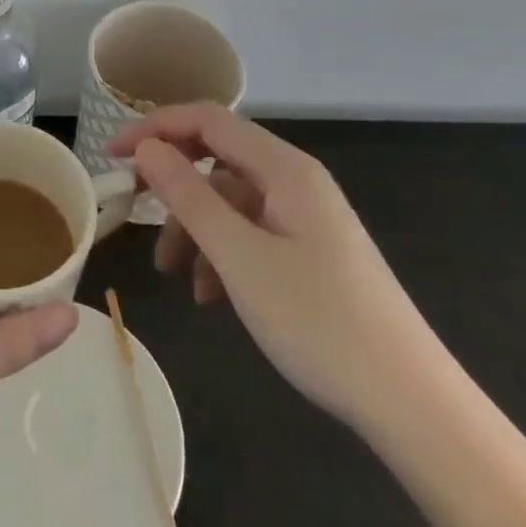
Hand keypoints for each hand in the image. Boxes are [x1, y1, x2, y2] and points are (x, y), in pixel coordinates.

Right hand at [112, 105, 440, 428]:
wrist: (412, 406)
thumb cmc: (320, 322)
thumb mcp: (239, 257)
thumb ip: (187, 195)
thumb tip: (147, 148)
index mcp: (284, 168)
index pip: (207, 120)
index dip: (155, 128)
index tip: (113, 154)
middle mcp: (296, 181)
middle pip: (217, 159)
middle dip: (173, 184)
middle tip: (133, 209)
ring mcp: (306, 218)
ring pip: (230, 202)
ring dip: (194, 228)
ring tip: (171, 273)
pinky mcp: (311, 253)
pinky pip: (251, 234)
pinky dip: (221, 255)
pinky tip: (210, 295)